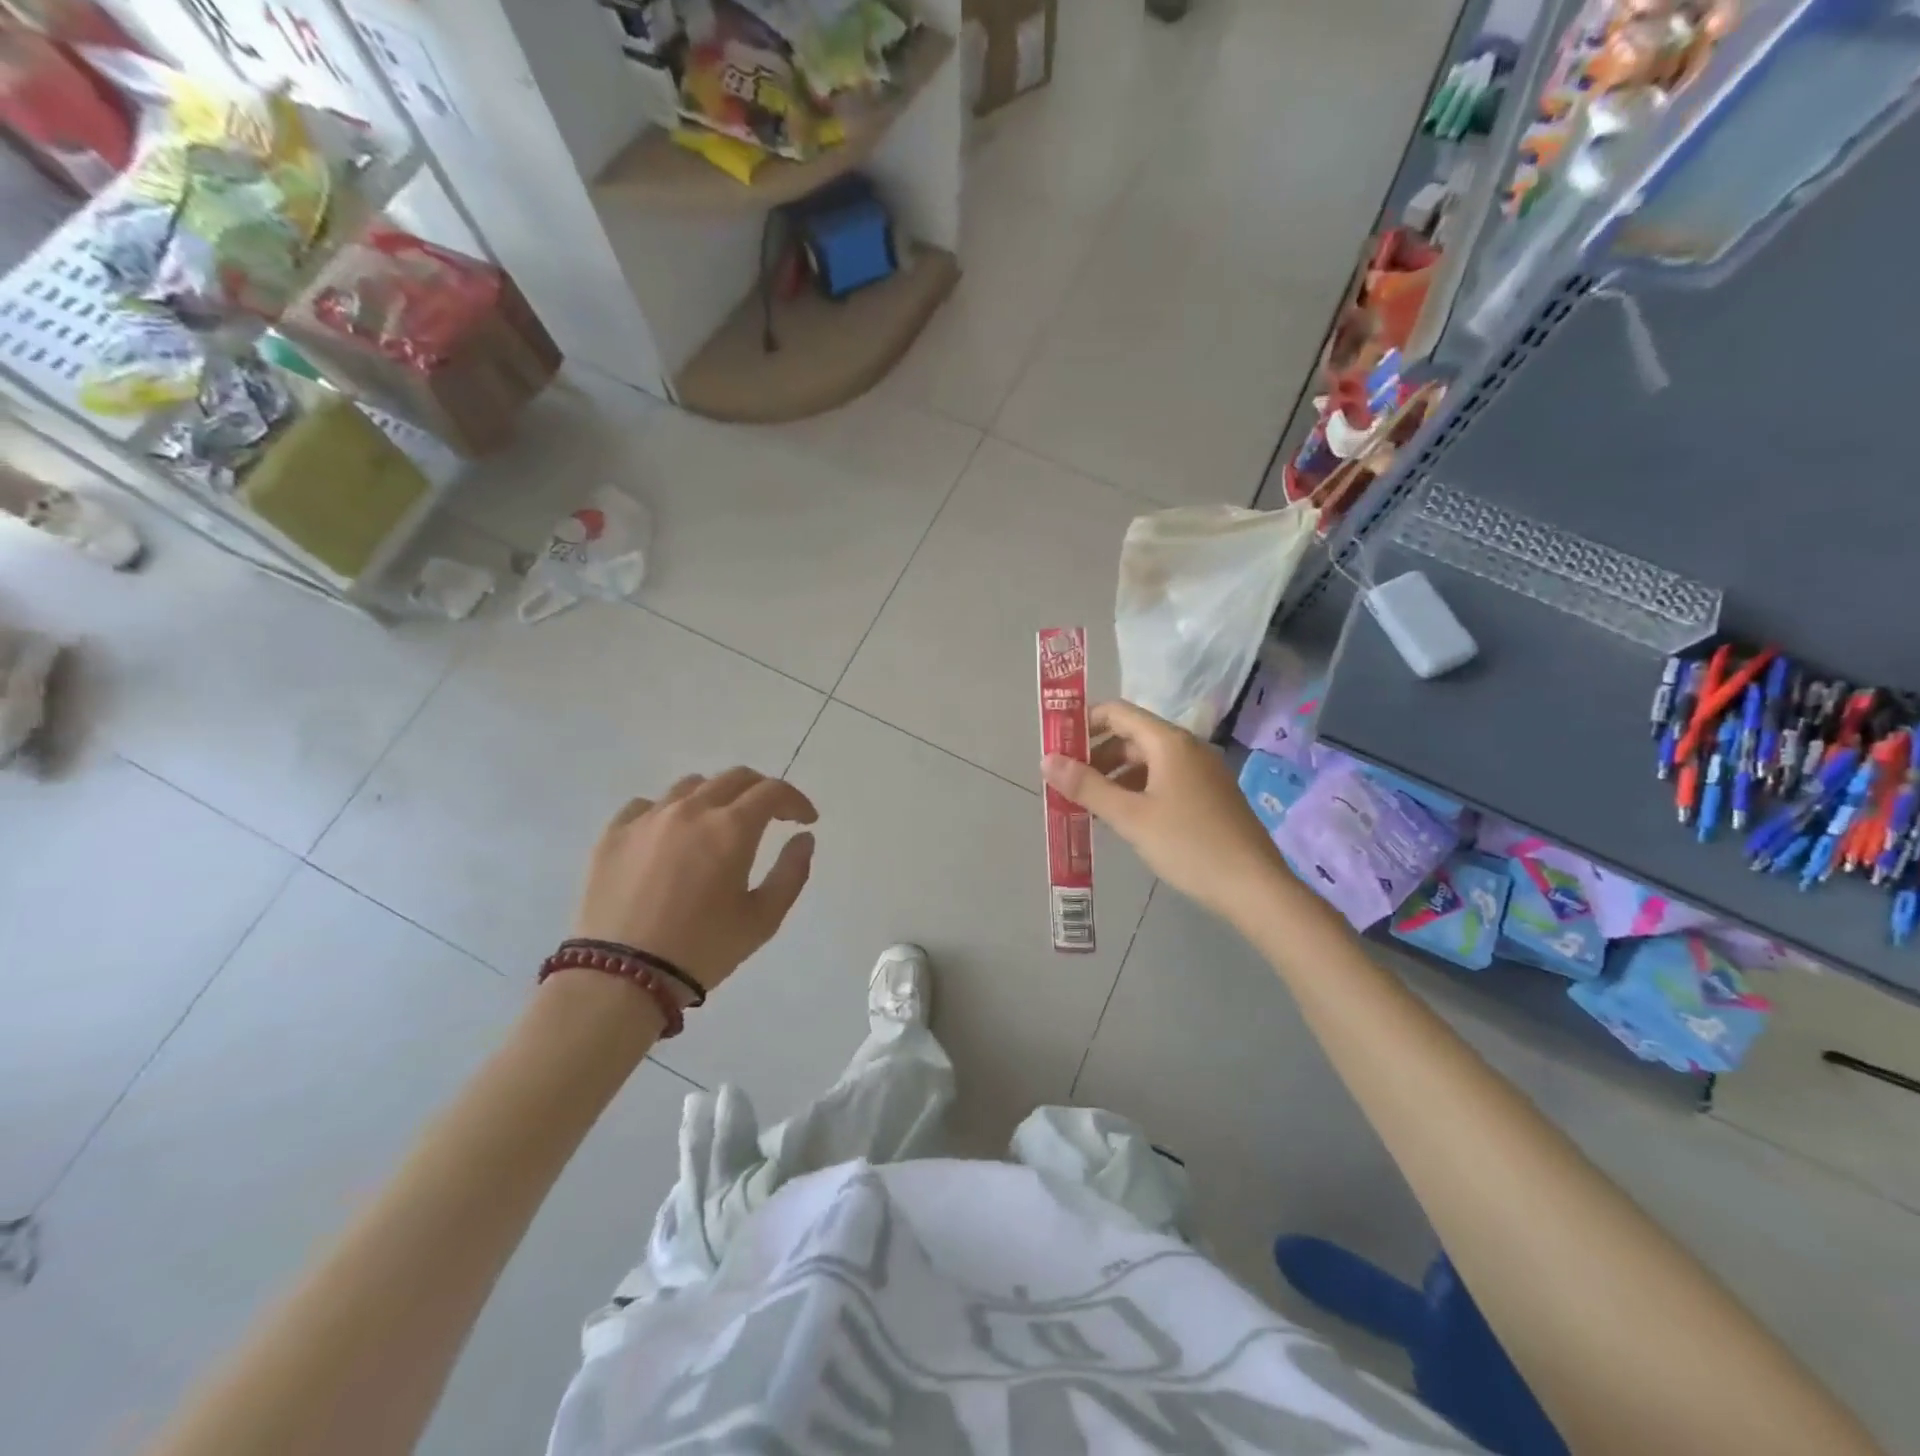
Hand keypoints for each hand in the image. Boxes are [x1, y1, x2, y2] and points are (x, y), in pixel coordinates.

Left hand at [574, 768, 817, 993]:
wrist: (621, 978)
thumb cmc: (702, 950)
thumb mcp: (762, 920)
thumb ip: (791, 873)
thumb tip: (803, 838)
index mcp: (731, 828)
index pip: (772, 791)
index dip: (796, 800)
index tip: (805, 820)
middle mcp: (690, 810)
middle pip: (734, 778)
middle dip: (761, 791)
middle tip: (771, 816)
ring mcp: (647, 818)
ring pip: (690, 786)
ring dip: (716, 797)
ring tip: (719, 825)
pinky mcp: (613, 834)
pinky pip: (647, 805)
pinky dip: (669, 812)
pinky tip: (670, 837)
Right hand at [1042, 700, 1290, 921]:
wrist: (1254, 887)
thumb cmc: (1188, 845)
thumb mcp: (1130, 817)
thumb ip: (1087, 786)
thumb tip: (1046, 760)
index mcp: (1169, 742)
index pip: (1118, 712)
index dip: (1083, 723)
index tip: (1057, 748)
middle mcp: (1187, 748)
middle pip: (1131, 737)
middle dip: (1096, 755)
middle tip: (1067, 783)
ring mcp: (1202, 772)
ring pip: (1147, 761)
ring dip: (1115, 776)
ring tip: (1089, 805)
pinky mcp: (1210, 796)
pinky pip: (1164, 780)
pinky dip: (1137, 790)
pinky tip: (1124, 819)